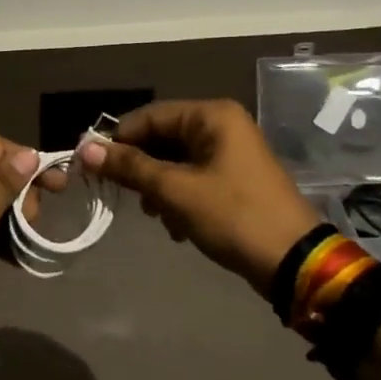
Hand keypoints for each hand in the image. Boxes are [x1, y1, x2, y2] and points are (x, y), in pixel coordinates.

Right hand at [79, 100, 316, 293]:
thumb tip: (85, 149)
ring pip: (175, 160)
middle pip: (162, 138)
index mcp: (212, 116)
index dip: (118, 139)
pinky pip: (192, 177)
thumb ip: (130, 167)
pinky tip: (176, 226)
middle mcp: (222, 125)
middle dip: (142, 169)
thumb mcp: (176, 191)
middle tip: (125, 196)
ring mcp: (231, 152)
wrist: (295, 263)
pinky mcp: (235, 179)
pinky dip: (178, 198)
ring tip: (156, 216)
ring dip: (159, 188)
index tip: (91, 165)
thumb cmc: (234, 216)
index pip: (150, 116)